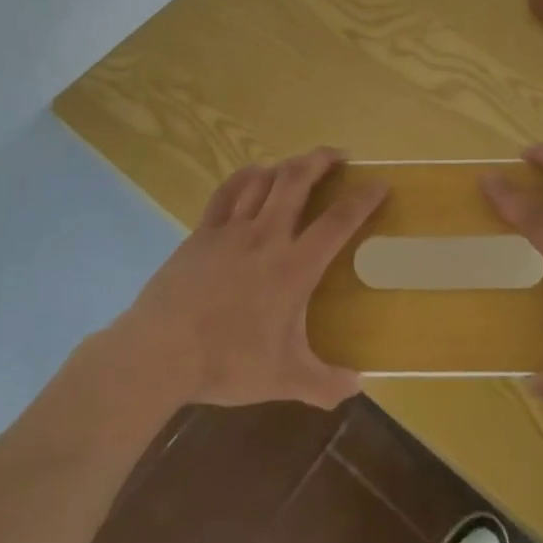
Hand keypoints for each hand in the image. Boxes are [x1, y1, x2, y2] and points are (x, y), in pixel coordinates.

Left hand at [109, 148, 387, 410]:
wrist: (163, 350)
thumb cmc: (228, 362)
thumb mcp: (285, 380)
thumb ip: (326, 384)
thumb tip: (358, 386)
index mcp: (294, 267)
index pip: (337, 222)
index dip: (363, 199)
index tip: (380, 183)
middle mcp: (266, 236)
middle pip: (297, 180)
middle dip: (321, 160)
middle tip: (339, 155)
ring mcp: (230, 230)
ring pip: (263, 180)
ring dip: (286, 166)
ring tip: (299, 166)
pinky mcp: (202, 232)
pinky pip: (227, 192)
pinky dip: (245, 177)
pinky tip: (253, 174)